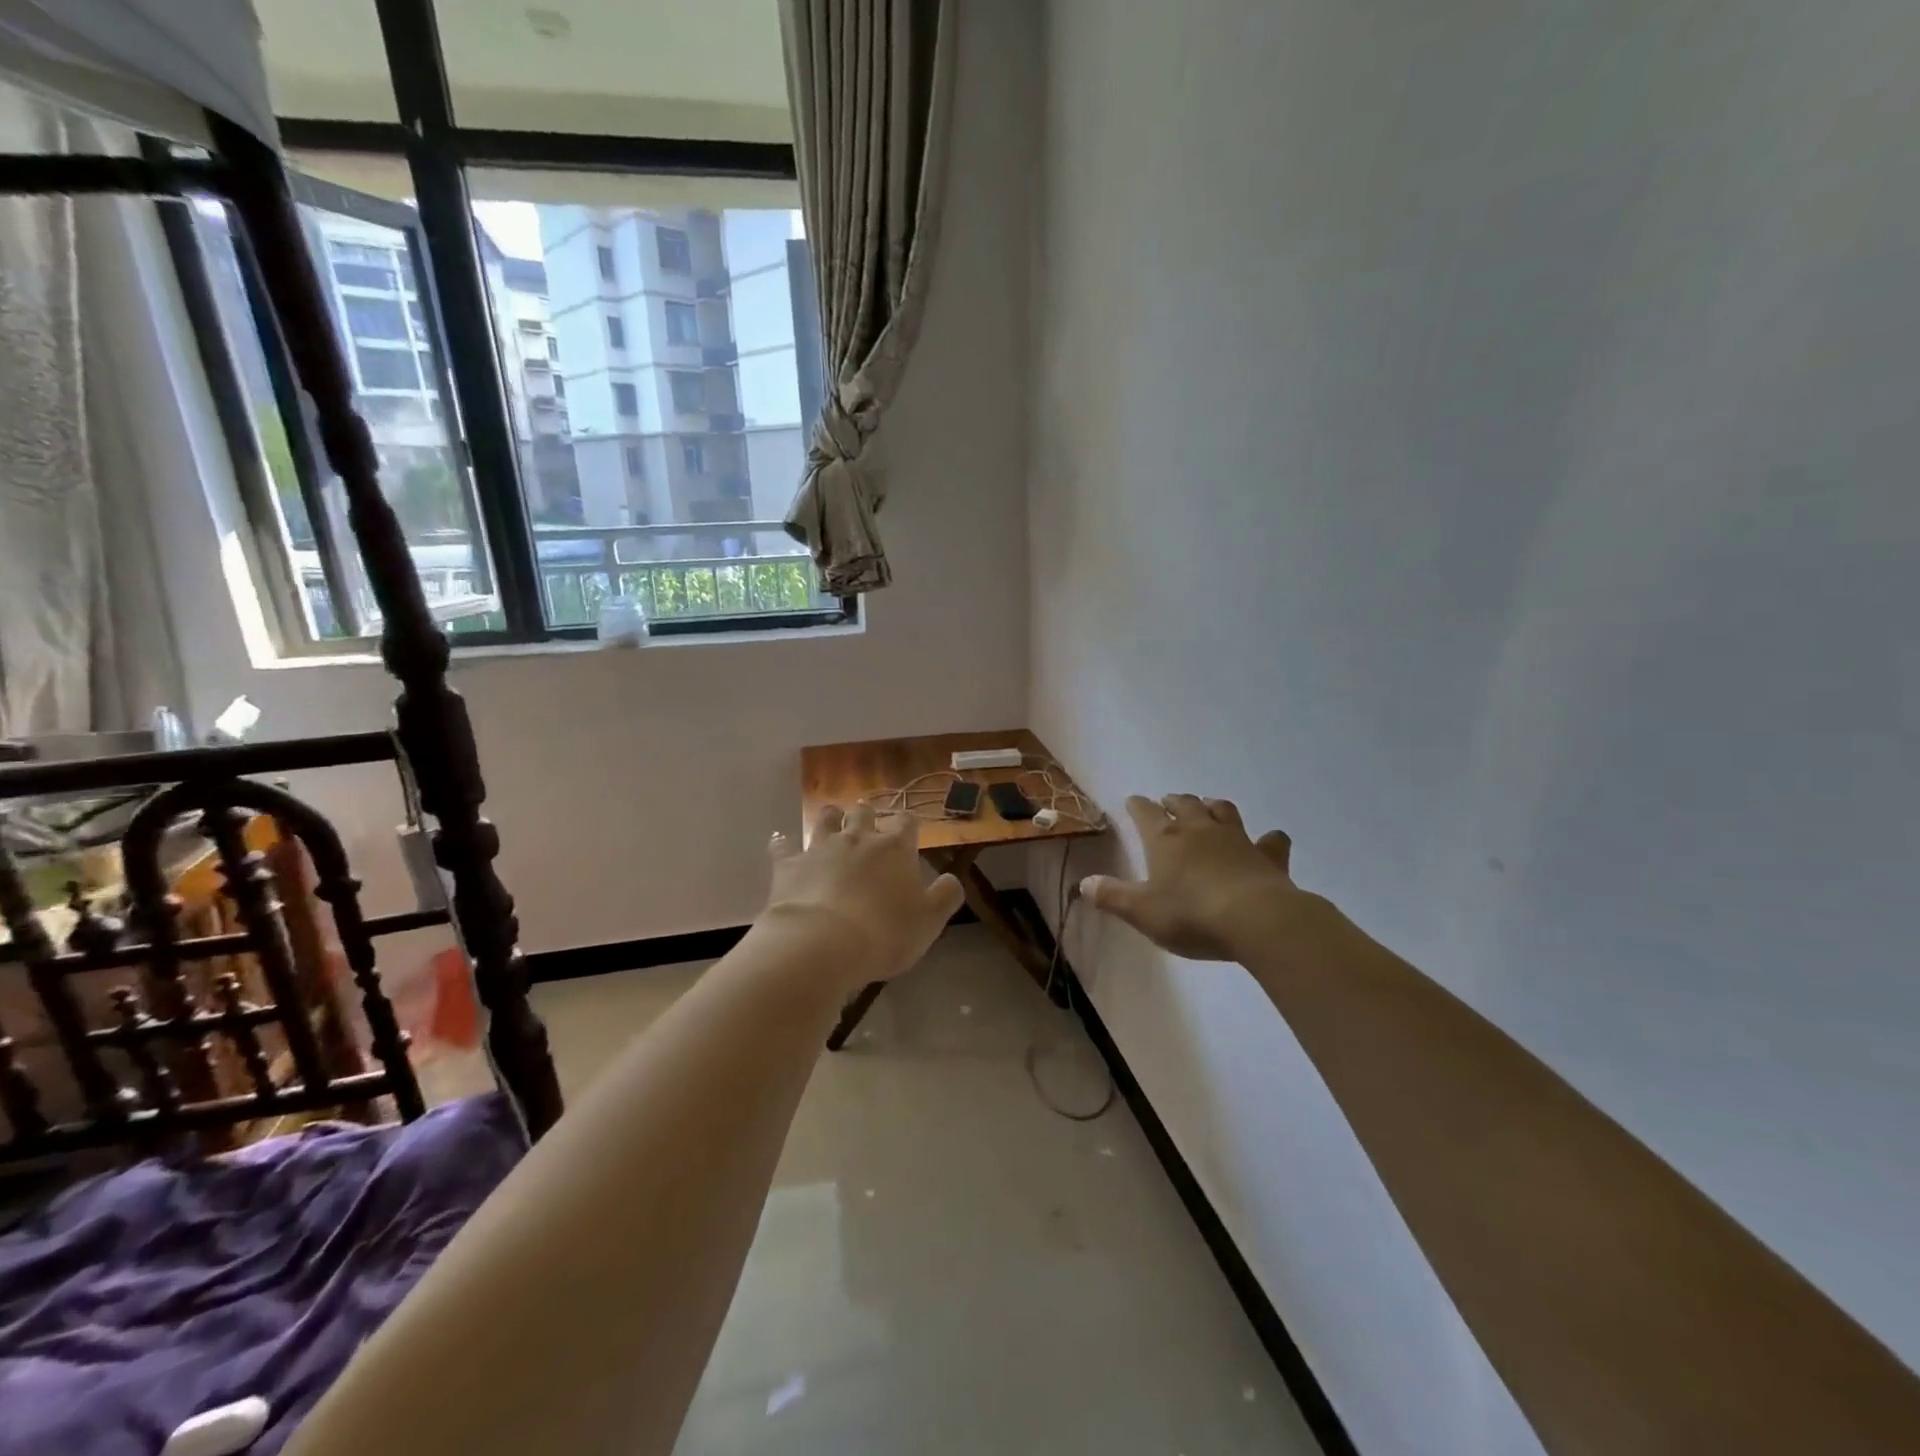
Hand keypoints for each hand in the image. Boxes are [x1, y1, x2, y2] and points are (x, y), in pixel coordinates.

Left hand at [763, 803, 964, 989]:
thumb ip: (945, 896)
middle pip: (863, 814)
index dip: (908, 824)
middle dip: (867, 815)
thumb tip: (951, 879)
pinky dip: (782, 845)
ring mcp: (820, 849)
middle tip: (867, 820)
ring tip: (832, 820)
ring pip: (825, 821)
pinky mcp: (789, 866)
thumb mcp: (929, 921)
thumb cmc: (884, 933)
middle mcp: (858, 839)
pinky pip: (783, 848)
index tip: (908, 830)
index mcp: (894, 849)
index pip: (906, 823)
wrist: (822, 943)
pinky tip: (779, 843)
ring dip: (830, 818)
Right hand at [1081, 795, 1299, 959]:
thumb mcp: (1142, 911)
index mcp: (1165, 839)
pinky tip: (1269, 840)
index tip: (1132, 801)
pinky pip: (1271, 841)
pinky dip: (1268, 839)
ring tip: (1208, 807)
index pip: (1145, 813)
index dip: (1137, 806)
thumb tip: (1084, 883)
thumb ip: (1112, 896)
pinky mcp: (1268, 856)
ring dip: (1213, 807)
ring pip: (1223, 811)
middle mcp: (1199, 830)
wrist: (1256, 920)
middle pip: (1185, 804)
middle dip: (1173, 801)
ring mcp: (1237, 839)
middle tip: (1167, 801)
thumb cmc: (1191, 914)